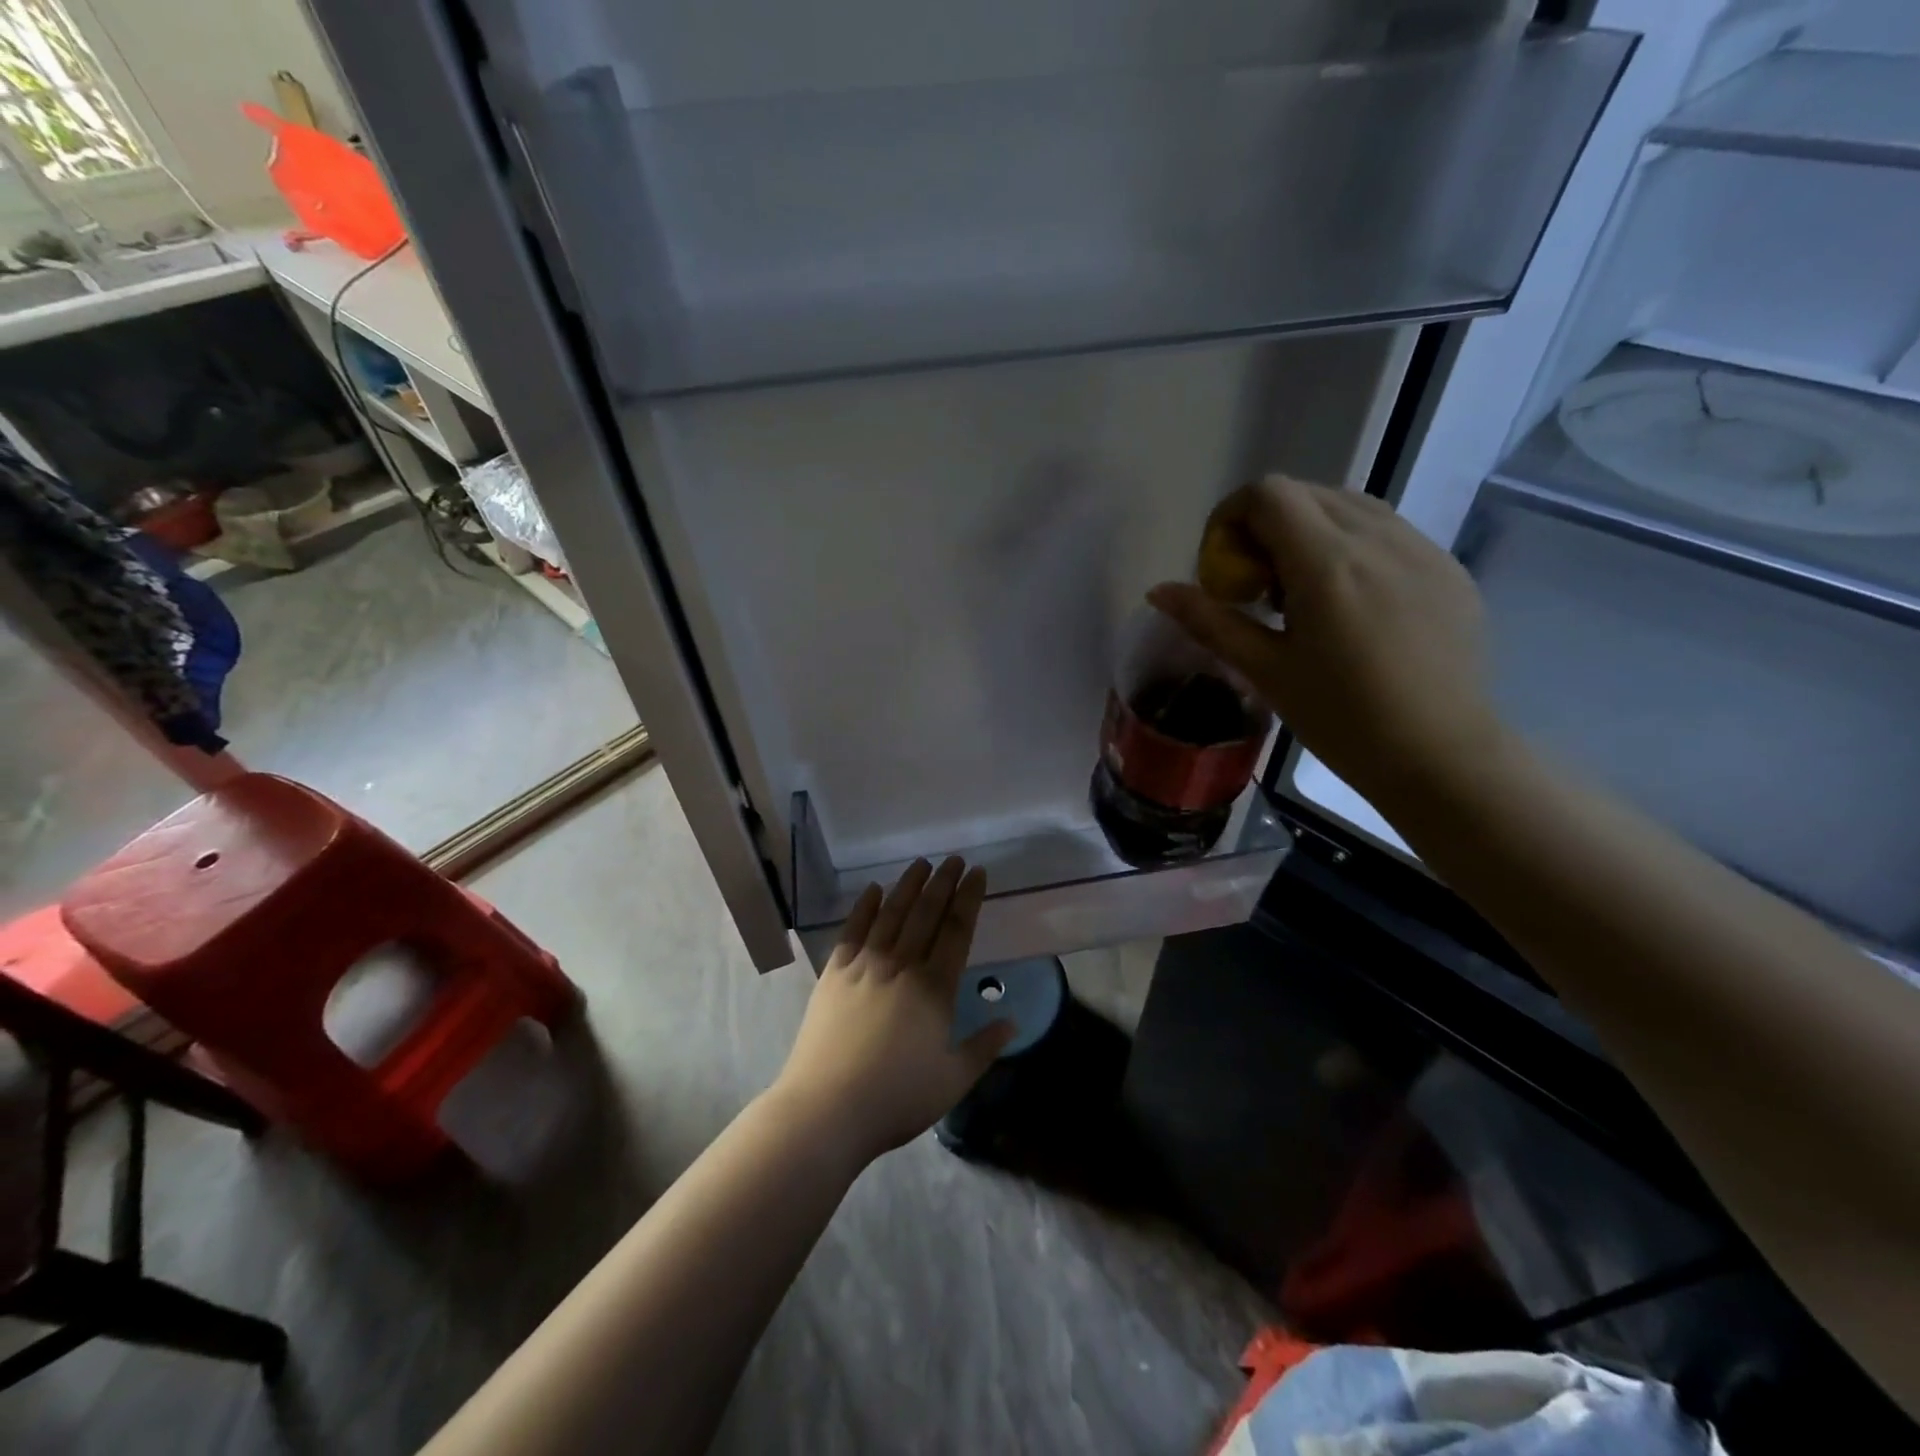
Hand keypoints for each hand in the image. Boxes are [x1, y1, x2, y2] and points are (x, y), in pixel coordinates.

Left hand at [771, 857, 1011, 1166]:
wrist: (827, 1109)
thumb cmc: (897, 1098)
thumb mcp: (953, 1079)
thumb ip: (984, 1046)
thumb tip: (1011, 1020)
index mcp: (934, 988)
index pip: (957, 930)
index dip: (969, 898)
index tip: (978, 873)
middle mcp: (901, 966)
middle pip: (926, 913)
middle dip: (943, 883)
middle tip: (954, 859)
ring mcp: (864, 966)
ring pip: (891, 914)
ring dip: (908, 886)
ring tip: (921, 864)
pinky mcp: (833, 974)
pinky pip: (852, 930)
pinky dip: (864, 907)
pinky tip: (874, 890)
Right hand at [1150, 475, 1505, 805]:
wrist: (1441, 756)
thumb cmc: (1342, 719)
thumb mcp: (1265, 671)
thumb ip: (1210, 621)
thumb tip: (1158, 591)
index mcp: (1327, 563)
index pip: (1268, 494)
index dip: (1231, 517)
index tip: (1224, 567)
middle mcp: (1378, 538)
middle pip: (1306, 494)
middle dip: (1266, 526)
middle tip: (1258, 587)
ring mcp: (1422, 548)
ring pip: (1350, 507)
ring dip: (1310, 533)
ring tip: (1304, 595)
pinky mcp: (1448, 568)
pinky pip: (1389, 533)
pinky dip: (1353, 548)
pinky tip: (1353, 607)